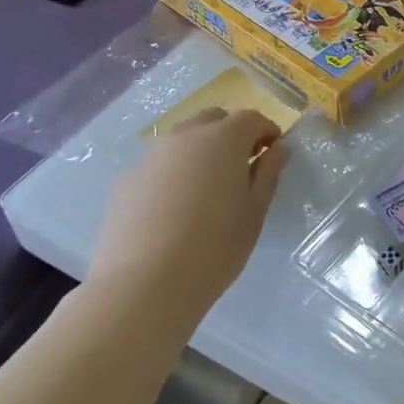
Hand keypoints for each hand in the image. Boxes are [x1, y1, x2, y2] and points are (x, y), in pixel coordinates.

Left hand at [89, 108, 288, 321]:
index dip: (267, 132)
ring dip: (200, 153)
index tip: (273, 153)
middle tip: (241, 168)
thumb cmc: (214, 247)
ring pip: (182, 141)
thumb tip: (277, 150)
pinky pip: (158, 166)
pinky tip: (173, 212)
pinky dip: (173, 175)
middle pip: (213, 120)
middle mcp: (185, 137)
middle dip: (231, 135)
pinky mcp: (126, 181)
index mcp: (223, 139)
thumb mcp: (254, 212)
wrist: (143, 284)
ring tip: (206, 192)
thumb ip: (268, 174)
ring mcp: (150, 157)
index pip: (251, 119)